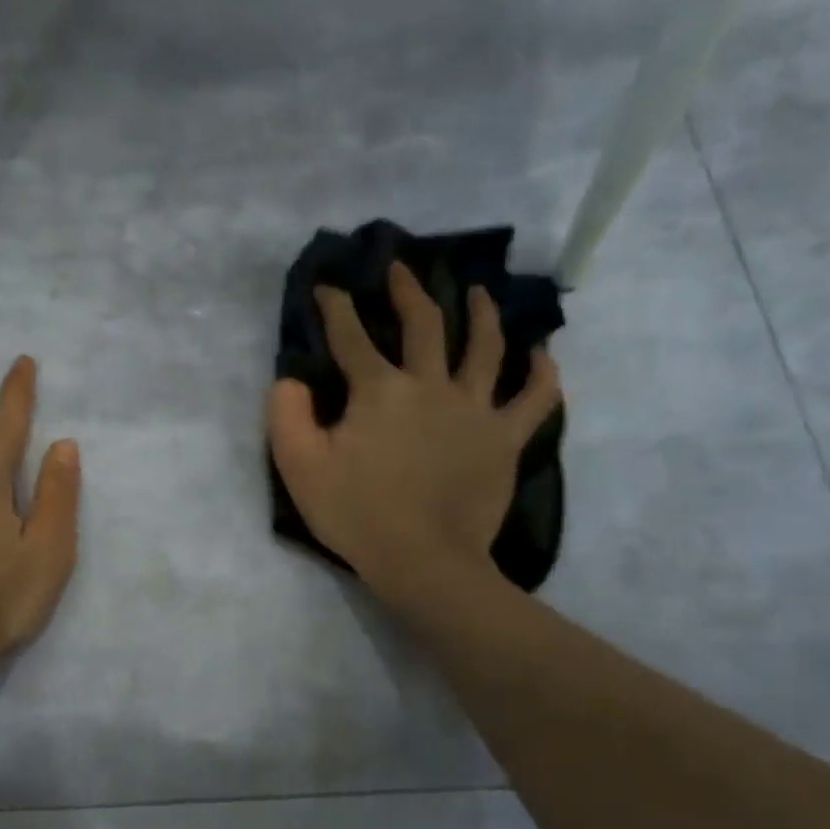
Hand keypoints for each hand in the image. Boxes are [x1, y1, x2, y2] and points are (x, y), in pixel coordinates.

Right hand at [267, 261, 560, 607]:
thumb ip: (286, 416)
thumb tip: (289, 380)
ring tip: (479, 292)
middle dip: (409, 290)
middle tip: (403, 268)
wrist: (424, 560)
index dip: (336, 307)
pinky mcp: (505, 438)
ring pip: (487, 347)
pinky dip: (542, 374)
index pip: (351, 336)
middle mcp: (431, 385)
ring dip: (482, 313)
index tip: (328, 286)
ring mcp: (475, 409)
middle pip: (425, 323)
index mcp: (380, 390)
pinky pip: (534, 398)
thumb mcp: (301, 468)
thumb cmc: (357, 515)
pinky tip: (543, 355)